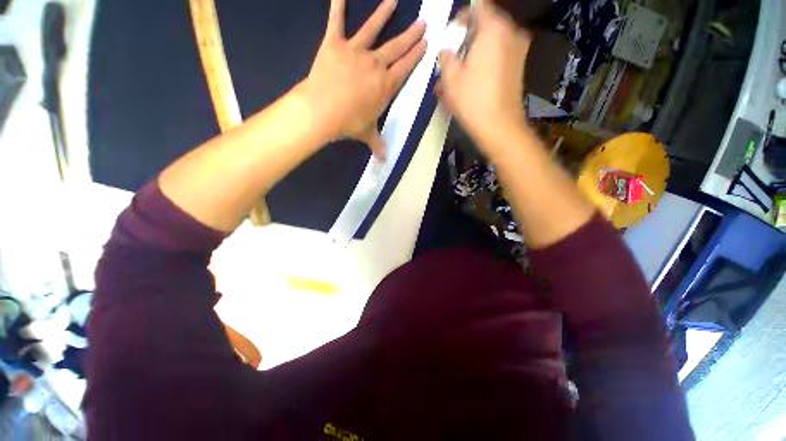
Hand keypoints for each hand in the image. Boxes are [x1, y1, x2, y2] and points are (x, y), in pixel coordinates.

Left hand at [299, 0, 426, 159]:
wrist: (323, 111)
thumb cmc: (349, 123)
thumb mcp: (367, 134)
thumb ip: (377, 144)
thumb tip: (384, 160)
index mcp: (386, 85)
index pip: (406, 67)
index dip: (416, 55)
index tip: (425, 44)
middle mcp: (375, 64)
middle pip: (396, 47)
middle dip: (411, 36)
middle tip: (423, 24)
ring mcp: (355, 51)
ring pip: (373, 29)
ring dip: (384, 13)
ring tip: (393, 1)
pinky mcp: (334, 44)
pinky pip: (335, 20)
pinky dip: (337, 5)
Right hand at [436, 5, 530, 155]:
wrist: (499, 126)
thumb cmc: (472, 100)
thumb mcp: (450, 78)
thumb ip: (446, 56)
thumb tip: (447, 50)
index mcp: (494, 28)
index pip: (478, 6)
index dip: (462, 17)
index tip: (452, 35)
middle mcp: (511, 32)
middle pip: (487, 23)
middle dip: (468, 37)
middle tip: (454, 56)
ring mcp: (519, 49)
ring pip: (493, 41)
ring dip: (476, 52)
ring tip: (461, 72)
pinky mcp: (519, 66)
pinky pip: (500, 54)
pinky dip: (486, 61)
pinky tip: (474, 79)